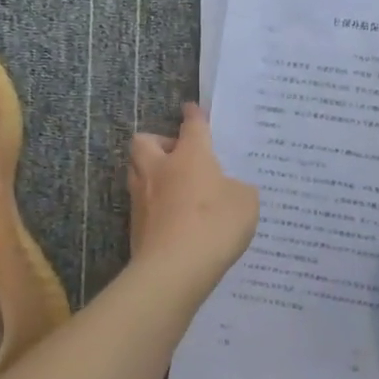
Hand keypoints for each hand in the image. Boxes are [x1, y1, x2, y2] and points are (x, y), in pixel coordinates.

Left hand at [128, 104, 259, 272]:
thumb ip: (238, 189)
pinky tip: (170, 218)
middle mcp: (160, 168)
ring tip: (171, 186)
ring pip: (136, 170)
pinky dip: (153, 204)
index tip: (192, 109)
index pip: (192, 126)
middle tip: (176, 155)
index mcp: (190, 155)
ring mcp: (142, 196)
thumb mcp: (244, 203)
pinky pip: (141, 203)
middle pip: (145, 141)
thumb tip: (229, 189)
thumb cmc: (215, 225)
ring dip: (151, 172)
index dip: (194, 116)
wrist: (174, 269)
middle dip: (158, 142)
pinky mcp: (134, 224)